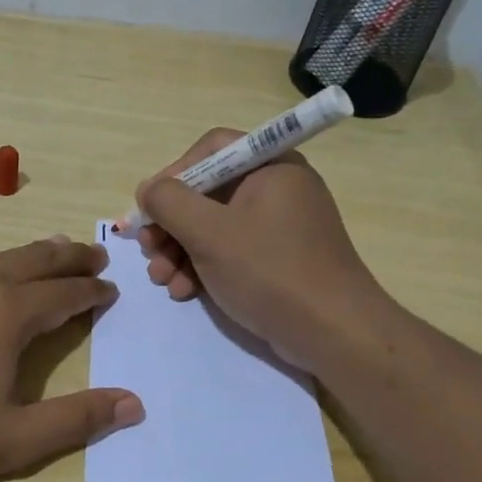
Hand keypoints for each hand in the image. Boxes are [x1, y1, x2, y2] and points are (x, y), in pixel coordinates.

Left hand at [0, 236, 142, 481]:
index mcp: (6, 315)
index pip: (63, 295)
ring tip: (47, 249)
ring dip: (26, 252)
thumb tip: (133, 403)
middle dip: (68, 259)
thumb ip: (75, 420)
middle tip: (93, 256)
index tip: (110, 291)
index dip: (91, 293)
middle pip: (33, 261)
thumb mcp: (11, 440)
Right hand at [135, 129, 389, 372]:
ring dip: (180, 250)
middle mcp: (277, 188)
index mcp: (270, 166)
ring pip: (214, 226)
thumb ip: (169, 202)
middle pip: (207, 191)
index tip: (150, 207)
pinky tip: (183, 291)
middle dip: (171, 223)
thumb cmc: (270, 271)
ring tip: (161, 278)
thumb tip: (148, 190)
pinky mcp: (278, 259)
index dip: (174, 174)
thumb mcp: (209, 232)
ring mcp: (279, 226)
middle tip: (148, 249)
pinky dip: (203, 267)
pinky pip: (231, 251)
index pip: (211, 149)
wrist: (333, 332)